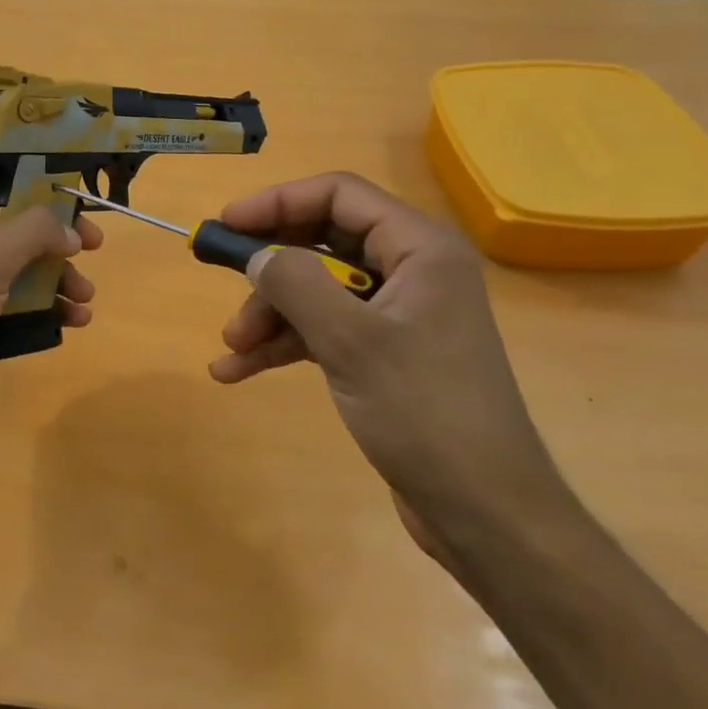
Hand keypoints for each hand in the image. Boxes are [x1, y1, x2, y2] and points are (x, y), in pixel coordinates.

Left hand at [0, 164, 102, 465]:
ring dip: (56, 276)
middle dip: (55, 234)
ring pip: (20, 265)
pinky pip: (15, 302)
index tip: (72, 185)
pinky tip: (72, 322)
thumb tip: (70, 229)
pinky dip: (44, 307)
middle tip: (93, 245)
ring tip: (85, 298)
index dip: (31, 175)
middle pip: (14, 222)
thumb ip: (34, 232)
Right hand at [208, 172, 566, 563]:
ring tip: (233, 347)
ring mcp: (398, 313)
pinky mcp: (384, 353)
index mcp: (419, 248)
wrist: (484, 513)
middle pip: (323, 241)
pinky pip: (324, 329)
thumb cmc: (425, 413)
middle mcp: (410, 270)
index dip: (278, 202)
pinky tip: (239, 370)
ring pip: (318, 289)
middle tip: (223, 281)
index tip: (228, 224)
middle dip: (271, 267)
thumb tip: (258, 256)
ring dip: (271, 313)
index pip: (339, 195)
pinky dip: (284, 345)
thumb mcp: (351, 342)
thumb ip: (296, 284)